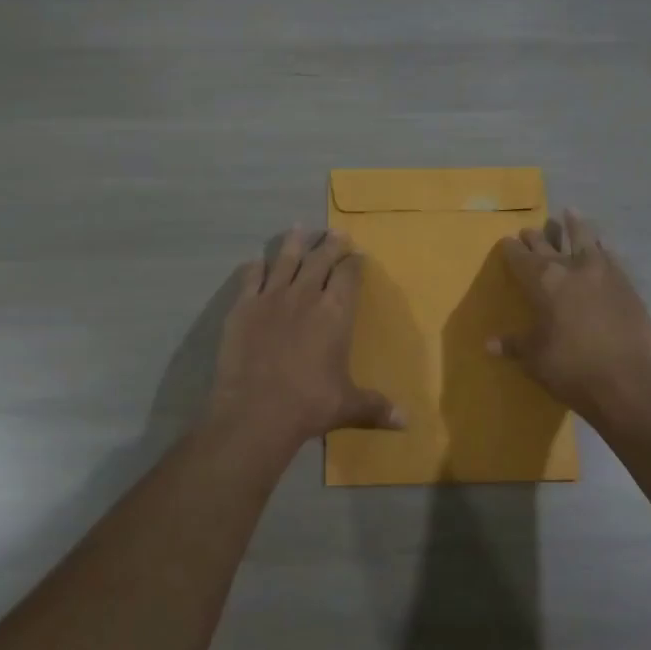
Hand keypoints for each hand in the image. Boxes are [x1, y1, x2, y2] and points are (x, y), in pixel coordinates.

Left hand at [207, 227, 404, 447]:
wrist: (256, 411)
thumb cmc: (309, 404)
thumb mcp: (348, 406)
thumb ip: (376, 407)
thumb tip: (407, 422)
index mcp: (336, 313)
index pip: (349, 276)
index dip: (354, 263)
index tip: (358, 254)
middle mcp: (306, 296)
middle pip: (320, 260)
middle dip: (330, 244)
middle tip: (336, 232)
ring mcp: (271, 298)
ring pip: (286, 260)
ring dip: (295, 243)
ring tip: (300, 227)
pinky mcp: (243, 307)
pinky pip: (251, 278)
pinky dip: (256, 267)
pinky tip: (258, 261)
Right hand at [492, 210, 650, 415]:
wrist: (628, 379)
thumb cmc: (571, 367)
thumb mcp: (535, 358)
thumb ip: (514, 345)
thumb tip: (488, 345)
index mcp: (543, 282)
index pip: (521, 258)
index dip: (511, 249)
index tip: (506, 241)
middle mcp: (571, 269)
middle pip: (549, 245)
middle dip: (537, 237)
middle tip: (529, 230)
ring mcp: (603, 273)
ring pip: (586, 239)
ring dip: (576, 225)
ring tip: (570, 212)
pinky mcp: (626, 284)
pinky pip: (610, 255)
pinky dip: (602, 247)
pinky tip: (602, 245)